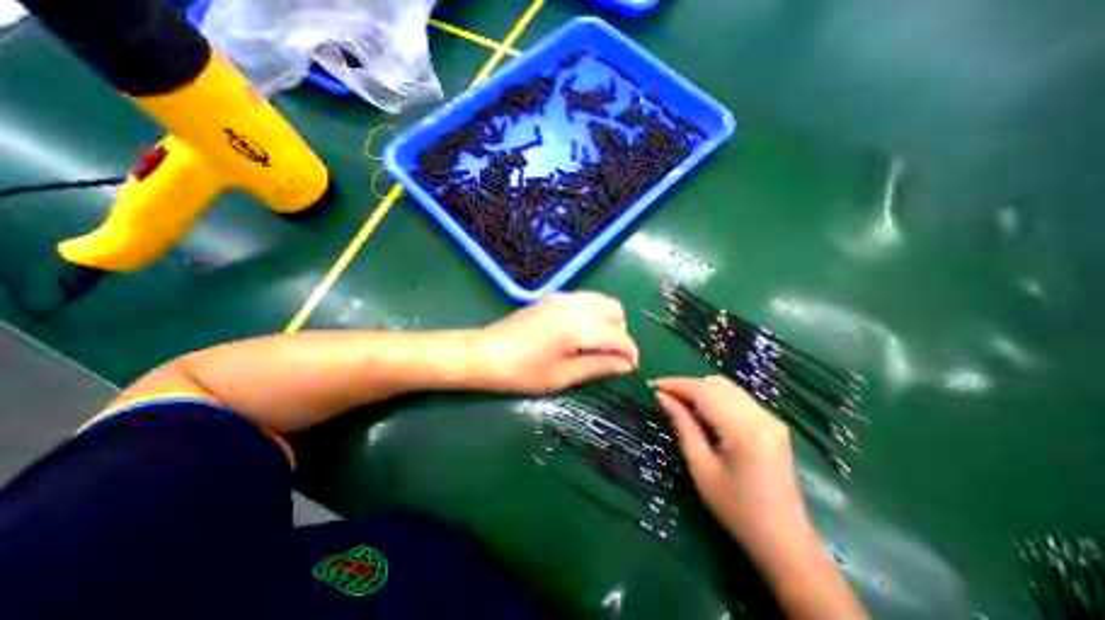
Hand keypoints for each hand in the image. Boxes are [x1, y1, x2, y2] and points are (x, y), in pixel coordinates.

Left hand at [472, 292, 638, 392]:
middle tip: (611, 356)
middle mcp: (576, 304)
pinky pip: (585, 300)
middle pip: (615, 310)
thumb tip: (626, 366)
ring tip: (597, 345)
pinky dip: (593, 313)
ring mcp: (563, 297)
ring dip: (608, 321)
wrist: (484, 353)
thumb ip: (598, 366)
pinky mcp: (553, 297)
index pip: (619, 335)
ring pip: (601, 301)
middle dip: (621, 332)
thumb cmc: (522, 371)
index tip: (630, 368)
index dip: (630, 353)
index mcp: (580, 325)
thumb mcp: (563, 375)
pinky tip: (580, 333)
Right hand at [654, 374, 872, 618]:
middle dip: (687, 385)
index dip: (676, 384)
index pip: (703, 391)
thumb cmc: (736, 509)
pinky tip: (702, 411)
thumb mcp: (701, 467)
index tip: (653, 386)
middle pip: (716, 384)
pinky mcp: (772, 424)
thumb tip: (662, 397)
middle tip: (664, 397)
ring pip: (727, 387)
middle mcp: (761, 416)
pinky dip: (715, 397)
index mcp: (743, 430)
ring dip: (700, 389)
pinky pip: (738, 398)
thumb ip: (682, 425)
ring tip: (679, 403)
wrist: (785, 542)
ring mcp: (770, 418)